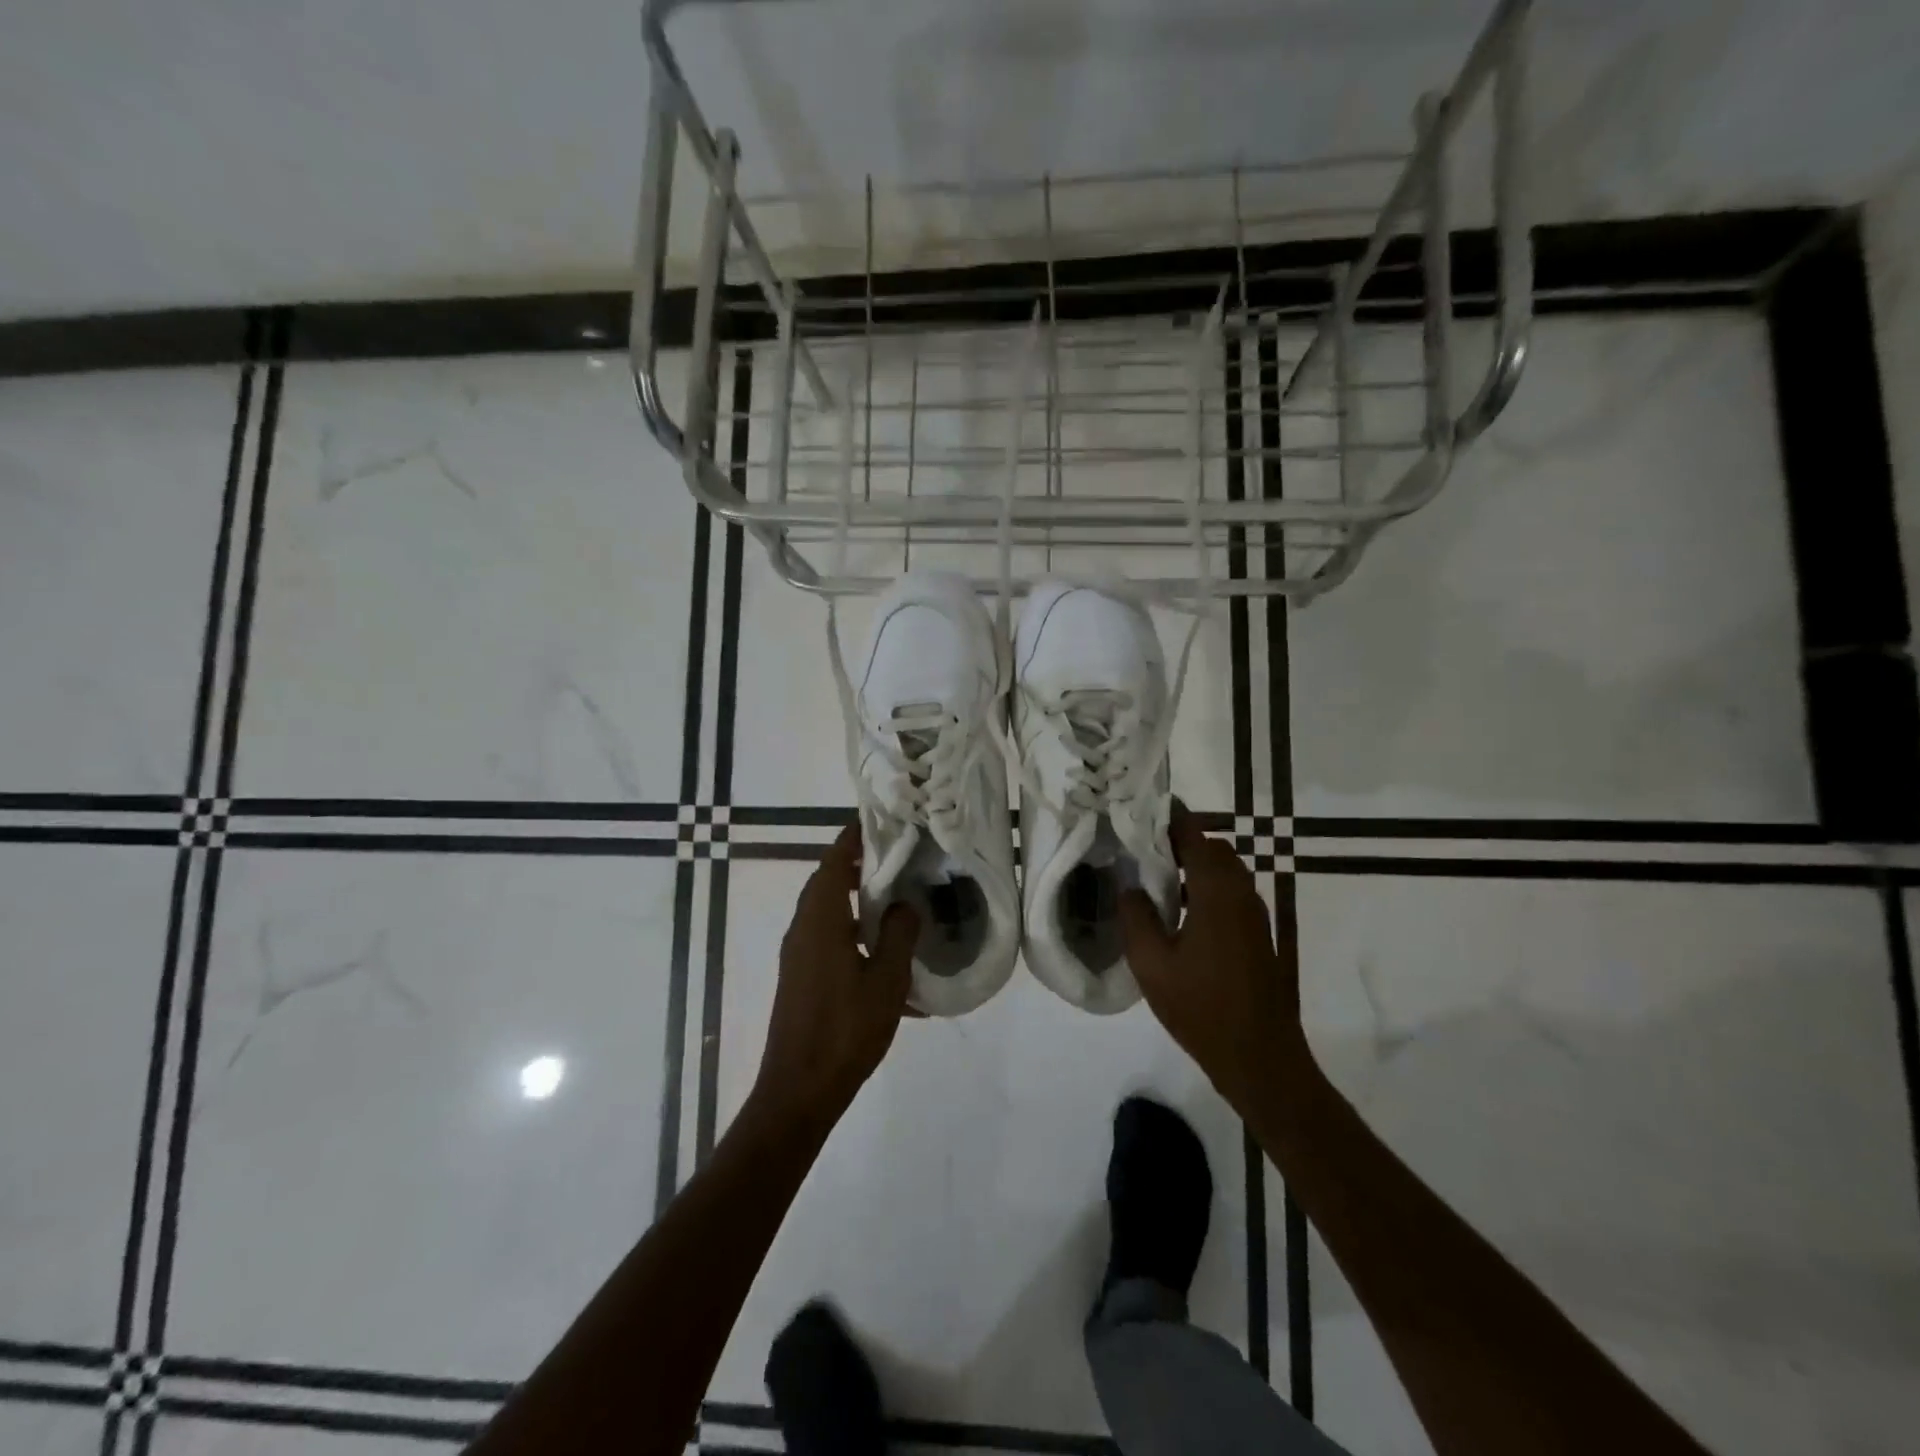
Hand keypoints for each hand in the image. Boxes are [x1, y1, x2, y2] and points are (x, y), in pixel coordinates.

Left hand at [753, 823, 919, 1125]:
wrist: (799, 1090)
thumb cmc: (845, 1030)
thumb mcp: (885, 980)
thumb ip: (898, 934)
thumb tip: (905, 904)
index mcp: (820, 920)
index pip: (833, 862)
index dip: (853, 838)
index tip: (878, 820)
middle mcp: (802, 929)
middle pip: (826, 881)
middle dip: (857, 863)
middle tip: (896, 853)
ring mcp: (798, 954)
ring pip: (826, 910)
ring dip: (854, 897)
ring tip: (894, 894)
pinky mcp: (800, 976)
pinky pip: (827, 937)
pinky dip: (851, 930)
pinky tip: (883, 953)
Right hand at [1119, 808, 1308, 1113]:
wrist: (1260, 1057)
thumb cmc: (1202, 1008)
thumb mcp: (1152, 964)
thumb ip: (1136, 917)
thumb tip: (1131, 887)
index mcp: (1217, 892)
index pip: (1195, 834)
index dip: (1170, 816)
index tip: (1140, 808)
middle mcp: (1241, 893)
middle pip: (1212, 848)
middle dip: (1179, 838)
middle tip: (1140, 842)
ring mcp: (1254, 914)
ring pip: (1223, 870)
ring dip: (1193, 863)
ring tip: (1153, 872)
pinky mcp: (1257, 934)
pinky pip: (1229, 892)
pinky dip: (1204, 886)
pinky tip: (1177, 910)